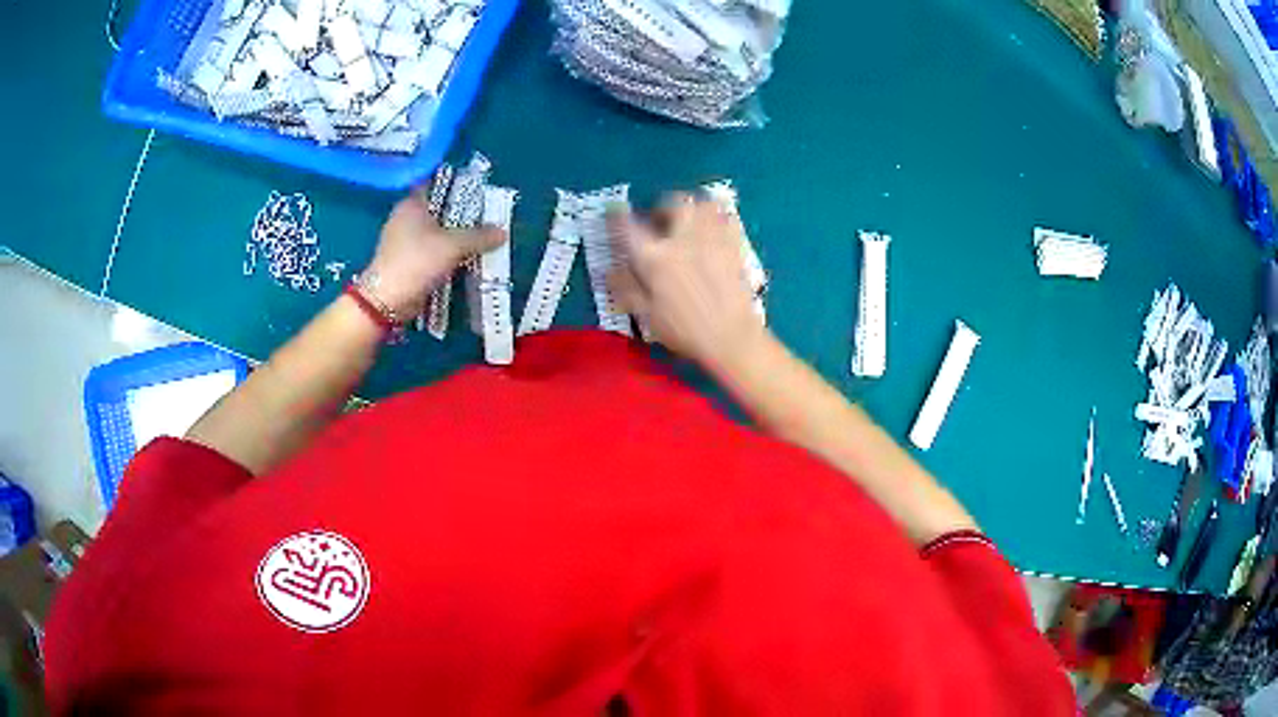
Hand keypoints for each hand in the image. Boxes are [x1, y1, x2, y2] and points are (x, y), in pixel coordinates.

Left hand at [363, 191, 505, 318]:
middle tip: (487, 218)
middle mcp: (405, 217)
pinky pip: (432, 251)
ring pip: (436, 232)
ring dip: (455, 237)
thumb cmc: (417, 261)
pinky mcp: (406, 261)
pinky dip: (446, 254)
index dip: (457, 186)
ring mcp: (403, 241)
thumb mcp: (454, 246)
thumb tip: (502, 232)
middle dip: (462, 214)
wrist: (388, 301)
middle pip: (439, 209)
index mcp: (412, 204)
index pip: (436, 184)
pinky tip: (464, 259)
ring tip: (481, 239)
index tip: (478, 193)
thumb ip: (479, 237)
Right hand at [608, 194, 765, 369]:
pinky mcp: (735, 246)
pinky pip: (727, 218)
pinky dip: (717, 217)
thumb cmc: (685, 331)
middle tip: (659, 221)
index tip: (614, 212)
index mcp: (656, 258)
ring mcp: (712, 239)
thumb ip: (627, 289)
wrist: (732, 338)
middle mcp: (683, 240)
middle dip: (663, 206)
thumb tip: (610, 271)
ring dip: (692, 207)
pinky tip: (713, 230)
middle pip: (674, 203)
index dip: (617, 216)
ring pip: (703, 204)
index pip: (629, 227)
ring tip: (687, 221)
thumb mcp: (647, 315)